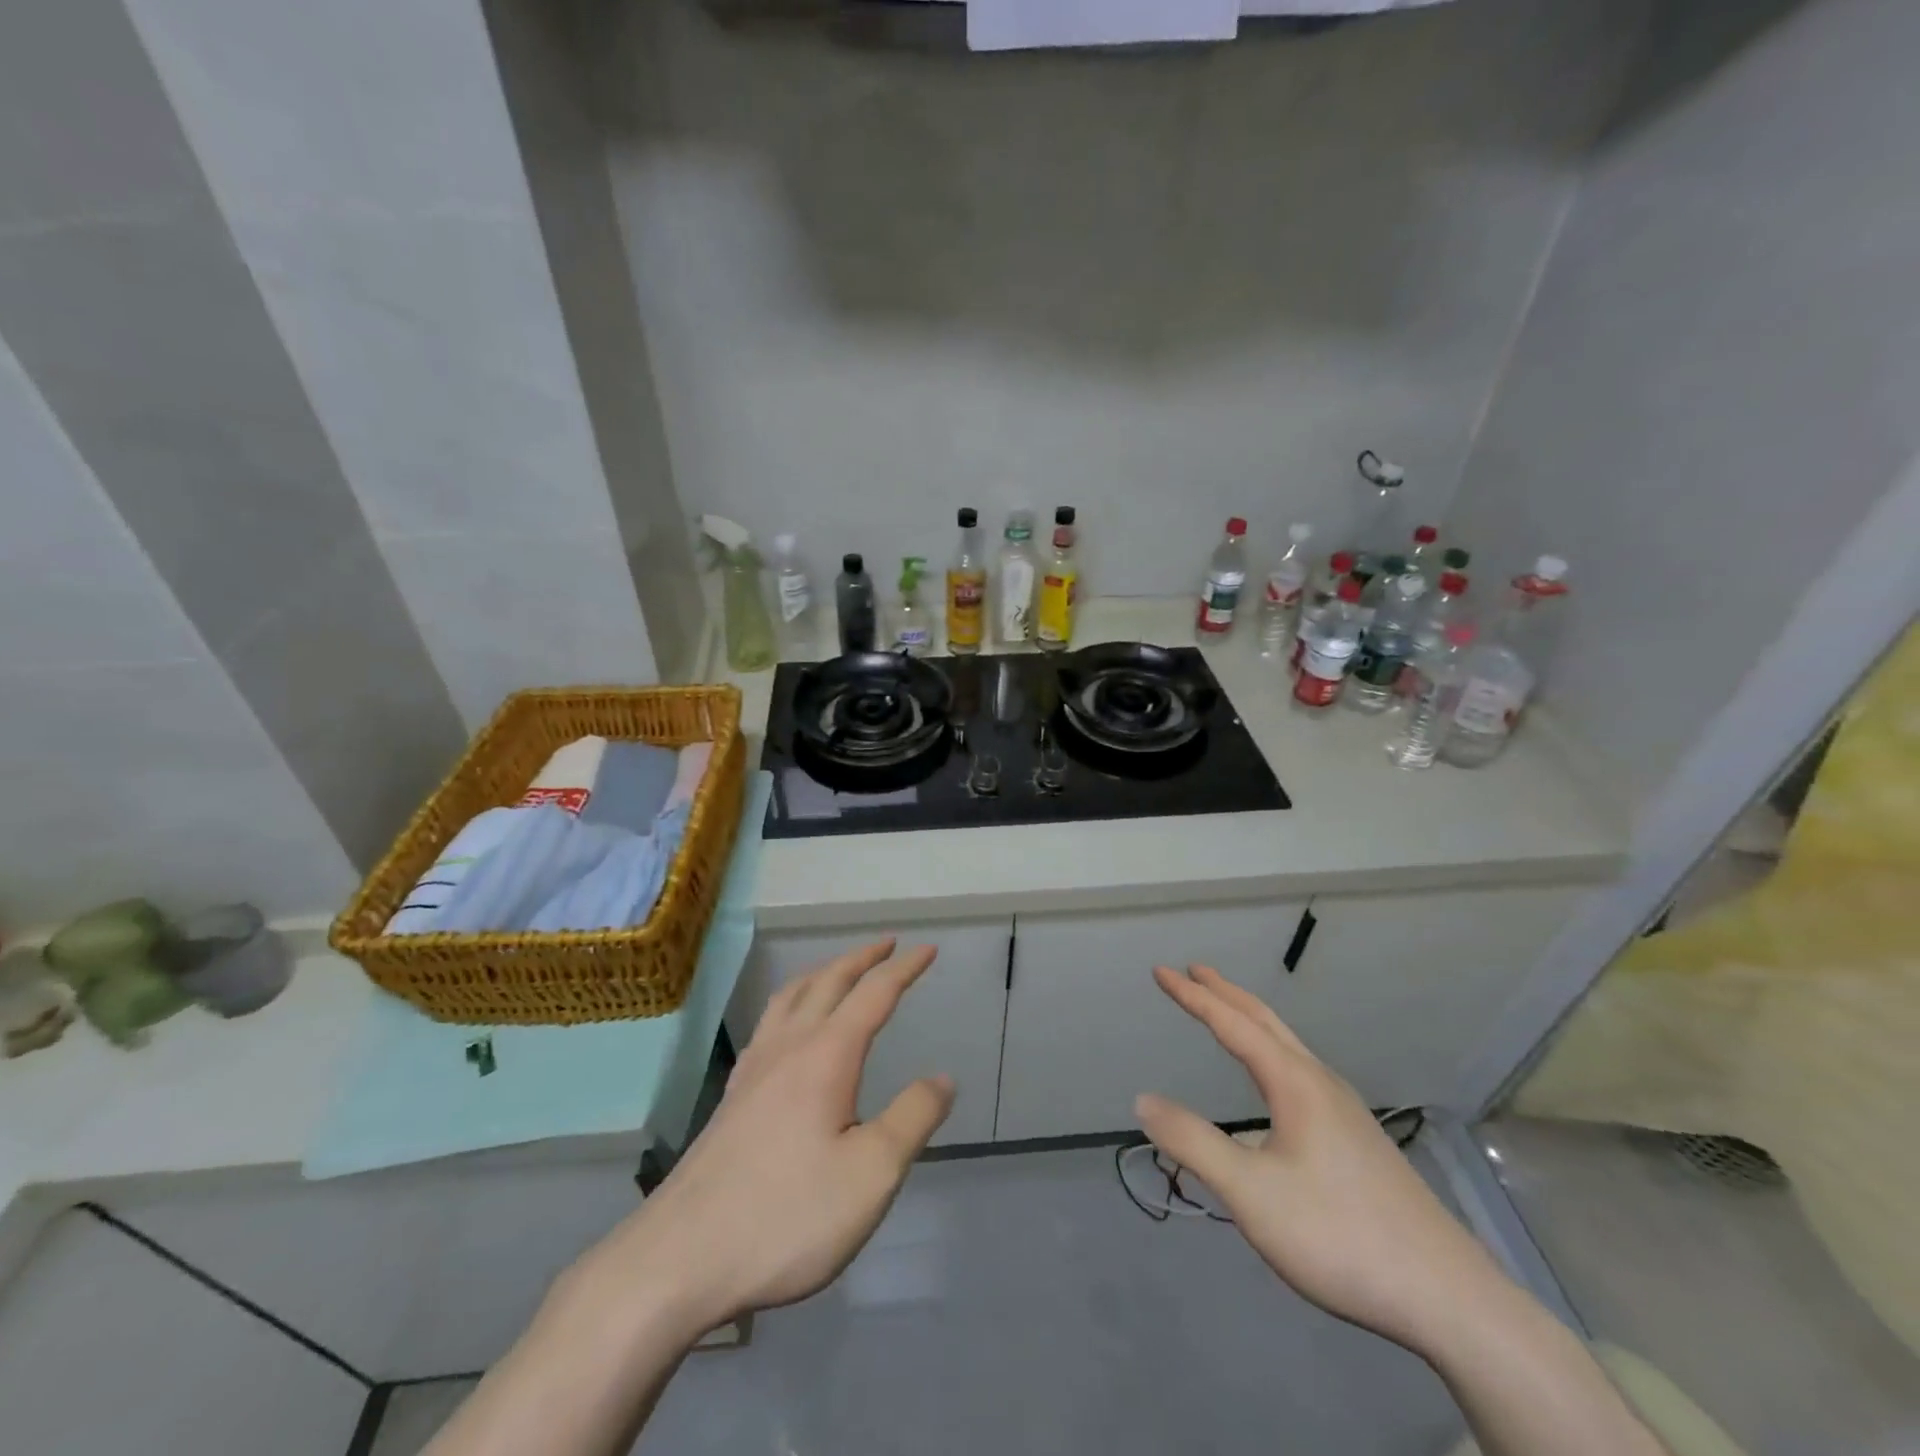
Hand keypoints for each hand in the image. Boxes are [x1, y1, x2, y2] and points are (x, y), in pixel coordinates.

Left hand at [581, 939, 953, 1338]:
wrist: (681, 1257)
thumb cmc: (788, 1215)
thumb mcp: (871, 1174)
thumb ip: (913, 1118)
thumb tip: (943, 1078)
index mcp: (826, 1055)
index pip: (874, 994)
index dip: (904, 969)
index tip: (928, 949)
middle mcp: (788, 1047)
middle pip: (828, 982)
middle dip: (862, 958)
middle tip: (888, 943)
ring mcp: (754, 1069)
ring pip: (790, 996)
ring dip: (822, 973)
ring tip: (839, 970)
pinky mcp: (732, 1096)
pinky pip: (768, 1023)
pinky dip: (791, 1002)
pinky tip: (789, 1027)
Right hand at [1136, 965, 1515, 1356]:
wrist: (1448, 1299)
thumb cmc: (1340, 1236)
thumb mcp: (1251, 1194)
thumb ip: (1194, 1143)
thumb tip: (1143, 1100)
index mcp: (1295, 1084)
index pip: (1233, 1024)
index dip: (1193, 997)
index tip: (1161, 971)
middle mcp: (1321, 1084)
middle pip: (1266, 1022)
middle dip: (1226, 993)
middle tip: (1194, 970)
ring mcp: (1345, 1112)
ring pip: (1288, 1047)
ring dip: (1251, 1021)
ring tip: (1226, 1015)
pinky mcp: (1358, 1141)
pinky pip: (1301, 1072)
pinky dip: (1271, 1052)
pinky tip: (1273, 1087)